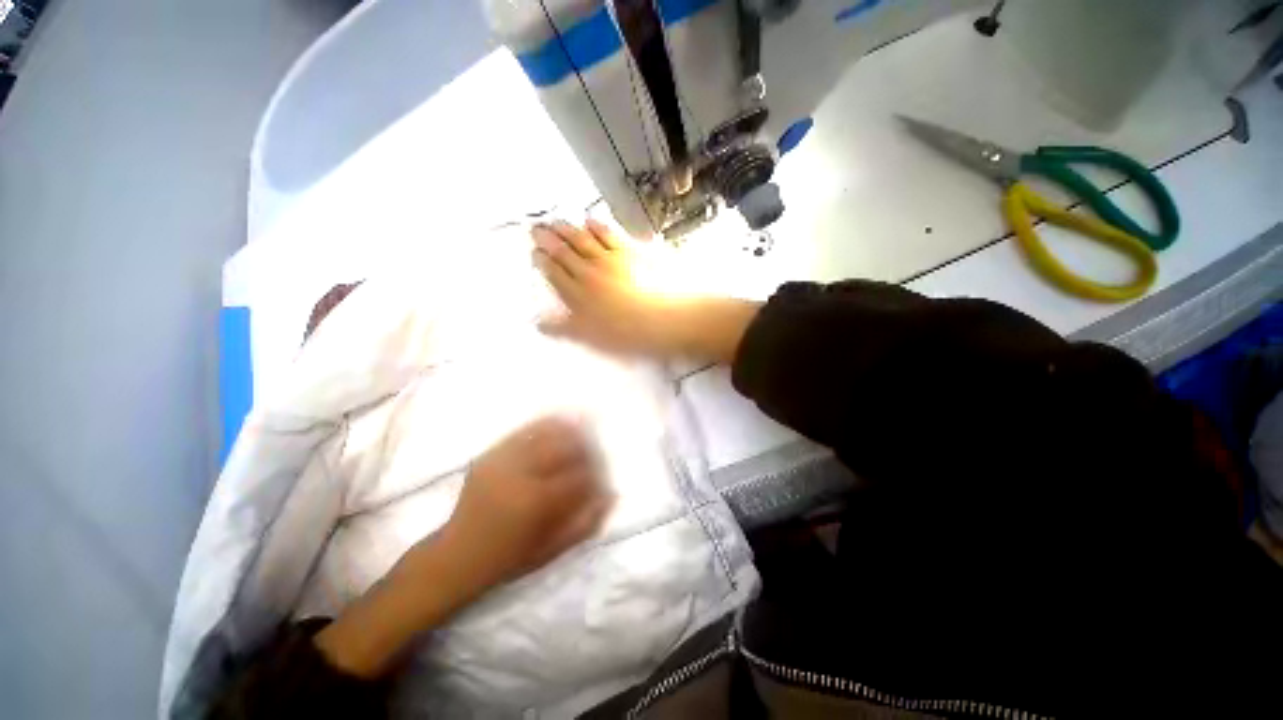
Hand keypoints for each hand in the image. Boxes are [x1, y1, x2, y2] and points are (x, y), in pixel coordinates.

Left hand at [440, 415, 612, 588]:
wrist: (456, 555)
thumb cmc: (507, 559)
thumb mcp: (550, 551)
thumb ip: (585, 524)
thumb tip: (611, 495)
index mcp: (536, 502)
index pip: (579, 475)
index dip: (597, 472)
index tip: (604, 475)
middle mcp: (520, 474)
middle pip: (564, 446)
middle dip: (586, 445)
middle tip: (595, 451)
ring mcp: (502, 461)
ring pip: (545, 432)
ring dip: (569, 429)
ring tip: (582, 430)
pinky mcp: (491, 454)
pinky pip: (523, 430)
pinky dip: (545, 424)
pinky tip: (558, 424)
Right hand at [532, 220, 761, 362]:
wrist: (669, 319)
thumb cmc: (631, 336)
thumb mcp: (594, 340)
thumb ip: (566, 329)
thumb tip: (539, 322)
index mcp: (579, 295)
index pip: (555, 274)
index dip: (542, 262)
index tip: (534, 252)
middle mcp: (590, 273)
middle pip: (564, 252)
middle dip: (547, 240)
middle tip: (535, 228)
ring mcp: (611, 259)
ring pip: (582, 239)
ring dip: (566, 229)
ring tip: (554, 221)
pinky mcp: (631, 250)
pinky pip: (609, 233)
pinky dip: (596, 225)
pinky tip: (589, 219)